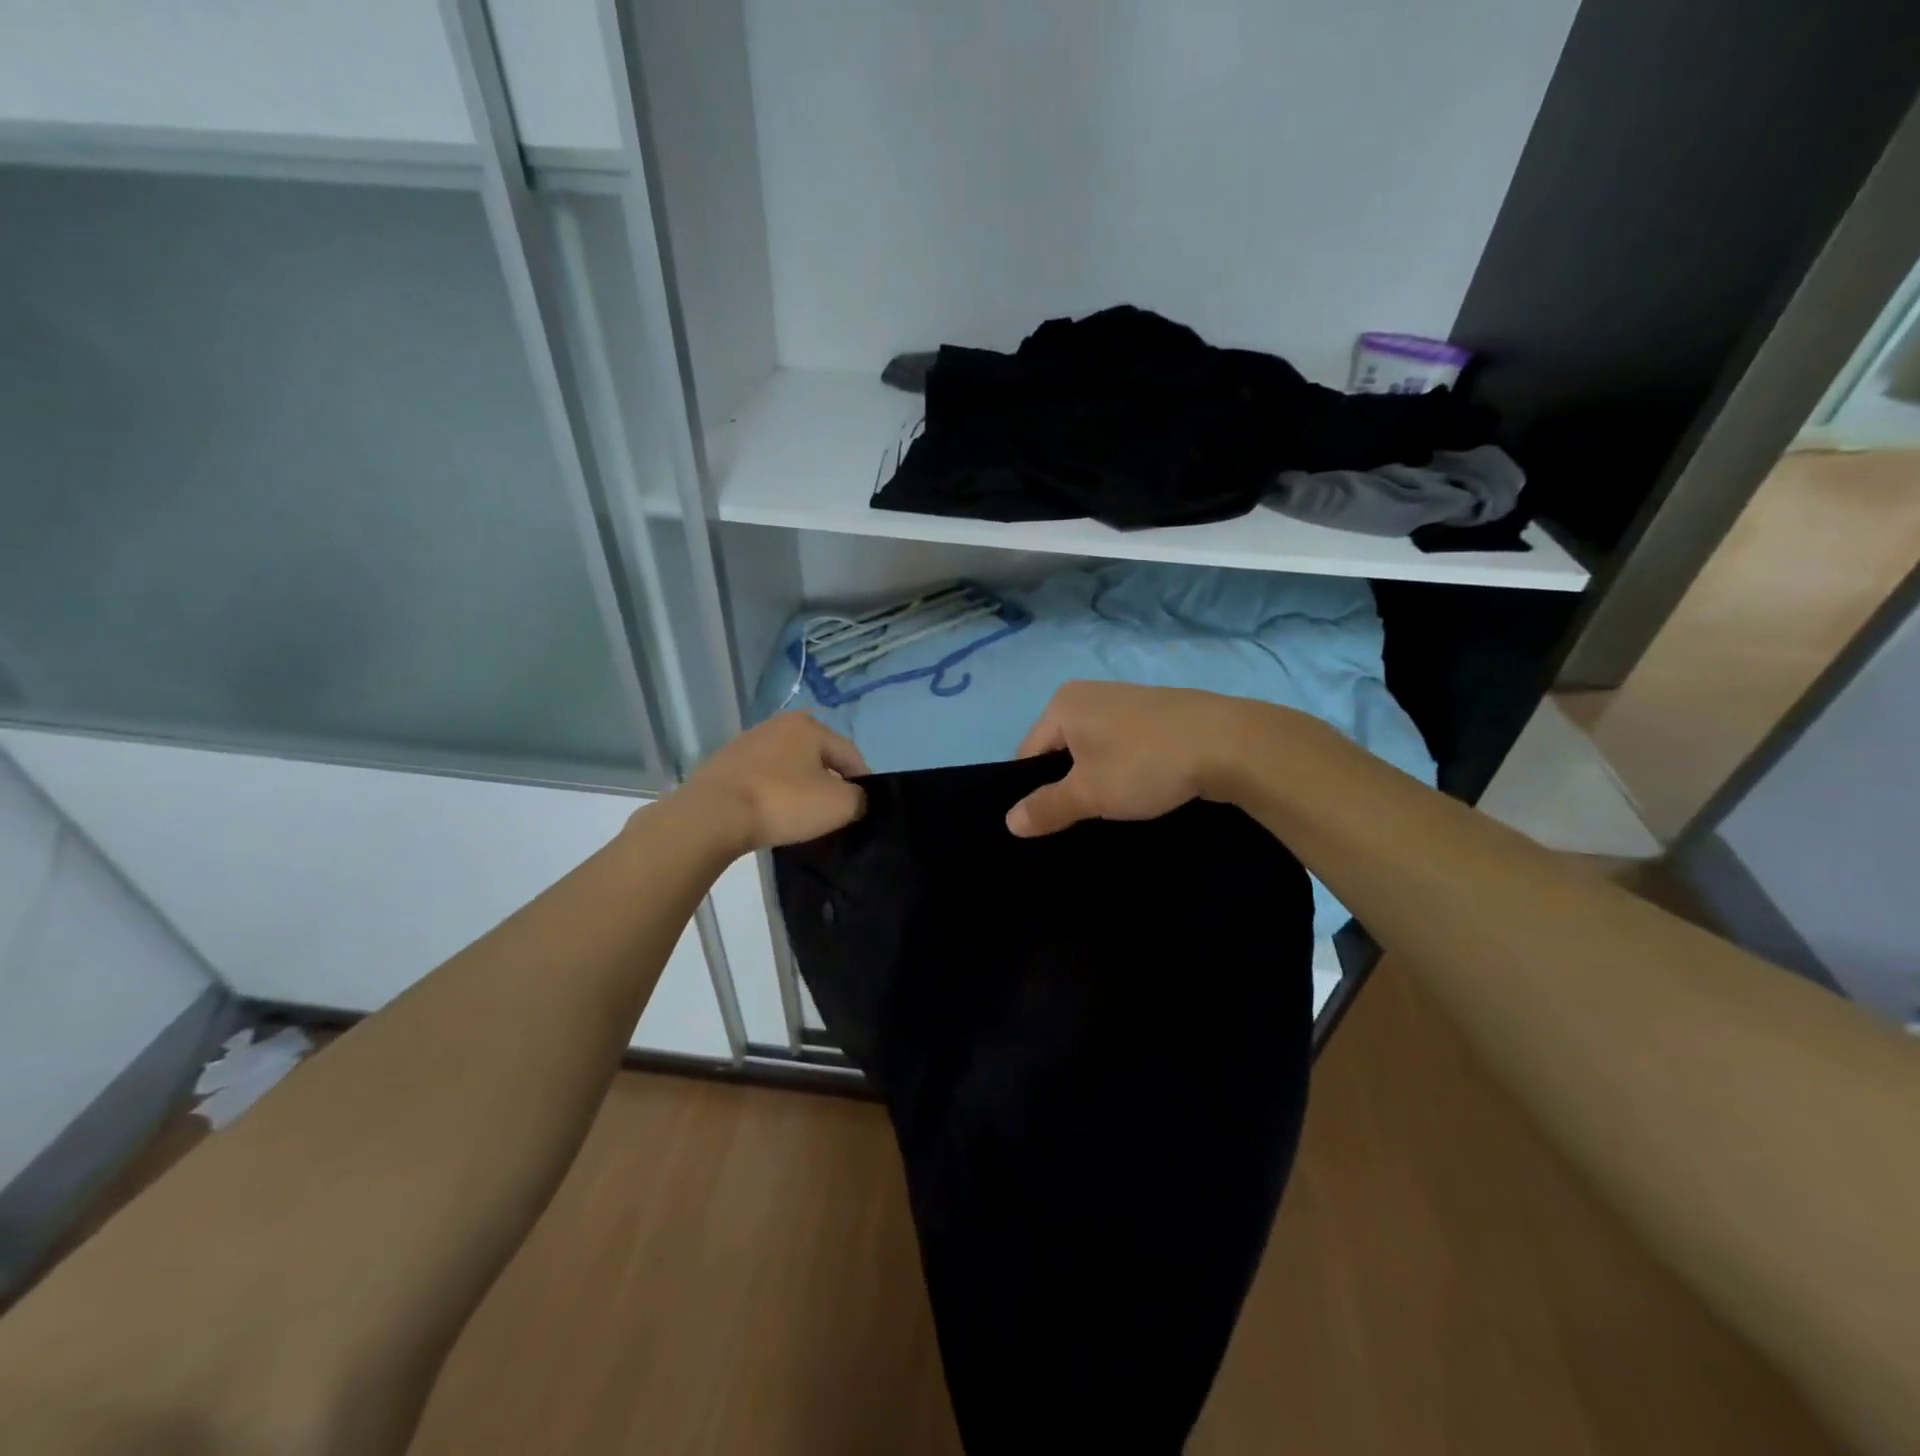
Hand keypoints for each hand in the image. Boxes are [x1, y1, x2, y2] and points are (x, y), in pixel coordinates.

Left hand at [682, 714, 869, 850]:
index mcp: (808, 726)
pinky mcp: (722, 766)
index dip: (863, 780)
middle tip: (835, 811)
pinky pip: (761, 780)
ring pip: (787, 767)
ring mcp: (745, 744)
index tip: (865, 806)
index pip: (848, 752)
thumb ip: (859, 798)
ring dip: (799, 787)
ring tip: (802, 816)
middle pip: (816, 757)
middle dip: (829, 781)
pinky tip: (771, 815)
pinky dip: (772, 794)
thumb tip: (856, 798)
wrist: (712, 816)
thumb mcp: (838, 804)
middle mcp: (776, 725)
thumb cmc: (783, 802)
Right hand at [1005, 682, 1271, 836]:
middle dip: (1067, 784)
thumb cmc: (1145, 763)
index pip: (1028, 754)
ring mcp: (1126, 700)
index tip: (1051, 822)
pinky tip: (1142, 788)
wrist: (1229, 743)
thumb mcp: (1089, 793)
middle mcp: (1090, 693)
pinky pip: (1124, 744)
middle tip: (1082, 818)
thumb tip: (1009, 822)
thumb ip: (1046, 807)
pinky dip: (1125, 767)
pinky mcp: (1157, 712)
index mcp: (1063, 704)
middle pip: (1060, 750)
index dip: (1034, 792)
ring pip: (1094, 749)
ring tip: (1114, 807)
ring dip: (1098, 778)